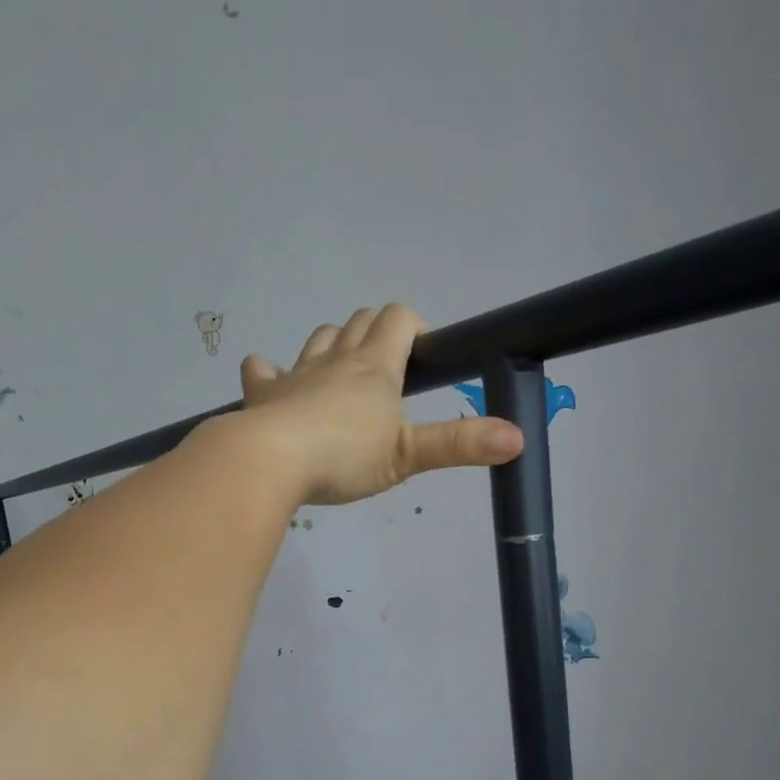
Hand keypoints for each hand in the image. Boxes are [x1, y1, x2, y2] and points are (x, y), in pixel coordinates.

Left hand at [238, 305, 522, 505]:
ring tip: (342, 374)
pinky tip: (273, 383)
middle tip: (388, 371)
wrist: (272, 461)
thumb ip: (459, 445)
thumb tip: (518, 438)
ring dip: (333, 344)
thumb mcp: (408, 455)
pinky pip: (262, 370)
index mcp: (374, 366)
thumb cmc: (345, 456)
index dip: (414, 327)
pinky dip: (269, 373)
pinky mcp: (263, 394)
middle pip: (359, 321)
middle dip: (377, 333)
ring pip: (319, 338)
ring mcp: (296, 373)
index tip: (422, 356)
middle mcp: (336, 359)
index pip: (399, 319)